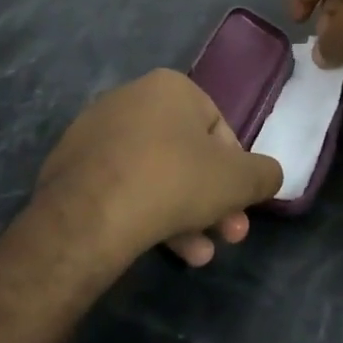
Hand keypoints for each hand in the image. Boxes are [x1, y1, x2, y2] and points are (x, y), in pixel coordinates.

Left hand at [34, 70, 283, 268]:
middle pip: (185, 154)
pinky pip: (122, 185)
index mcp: (170, 86)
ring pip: (155, 174)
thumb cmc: (173, 181)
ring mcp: (96, 131)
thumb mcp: (237, 180)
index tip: (240, 205)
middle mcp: (131, 97)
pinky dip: (144, 212)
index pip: (218, 128)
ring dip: (183, 215)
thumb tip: (270, 175)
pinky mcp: (72, 165)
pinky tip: (161, 248)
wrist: (89, 214)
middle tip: (227, 237)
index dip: (236, 171)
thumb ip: (263, 174)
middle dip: (211, 200)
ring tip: (198, 256)